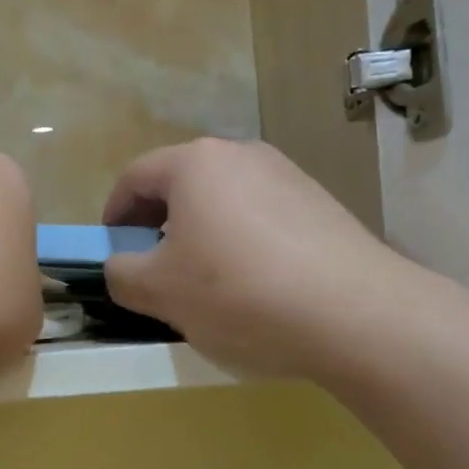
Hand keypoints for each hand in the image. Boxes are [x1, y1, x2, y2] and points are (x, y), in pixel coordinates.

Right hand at [102, 139, 405, 380]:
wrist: (356, 313)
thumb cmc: (239, 293)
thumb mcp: (159, 292)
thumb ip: (122, 274)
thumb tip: (122, 267)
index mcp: (196, 163)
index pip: (134, 177)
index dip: (113, 215)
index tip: (112, 254)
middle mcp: (242, 155)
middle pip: (182, 186)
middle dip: (159, 227)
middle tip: (156, 273)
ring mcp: (288, 177)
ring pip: (225, 203)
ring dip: (203, 237)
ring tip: (209, 287)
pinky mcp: (322, 206)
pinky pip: (263, 220)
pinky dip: (244, 246)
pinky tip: (257, 290)